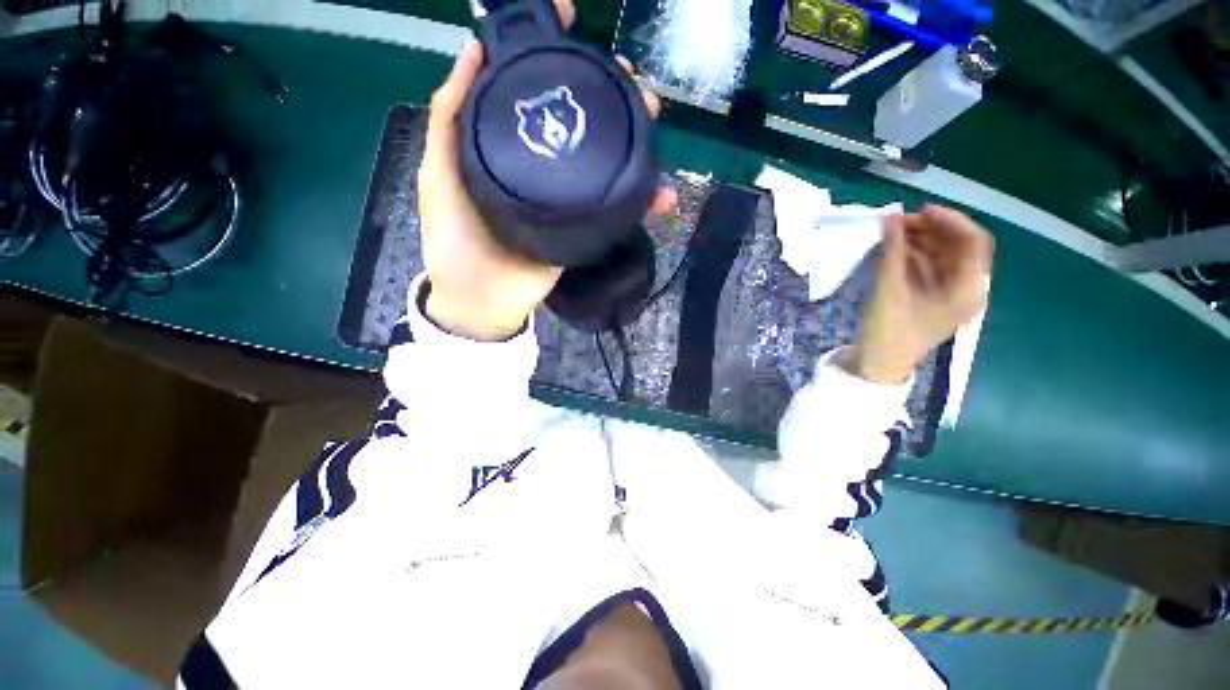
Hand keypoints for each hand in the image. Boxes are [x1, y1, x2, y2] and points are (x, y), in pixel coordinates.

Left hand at [418, 0, 674, 339]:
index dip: (554, 55)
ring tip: (653, 119)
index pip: (535, 91)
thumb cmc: (456, 240)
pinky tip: (660, 192)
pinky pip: (616, 206)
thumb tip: (472, 51)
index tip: (574, 22)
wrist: (487, 299)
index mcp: (508, 145)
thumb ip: (450, 118)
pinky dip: (641, 199)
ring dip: (632, 138)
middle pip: (579, 121)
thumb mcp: (439, 173)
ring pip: (603, 159)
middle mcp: (542, 163)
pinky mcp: (585, 226)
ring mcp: (567, 196)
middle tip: (633, 82)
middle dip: (607, 95)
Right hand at [854, 204, 994, 384]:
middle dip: (930, 230)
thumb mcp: (889, 291)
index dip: (950, 220)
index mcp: (968, 290)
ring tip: (891, 233)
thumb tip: (889, 218)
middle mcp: (966, 288)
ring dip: (919, 240)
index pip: (973, 242)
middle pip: (957, 246)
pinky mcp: (931, 297)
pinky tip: (892, 250)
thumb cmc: (889, 333)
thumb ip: (892, 253)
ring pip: (941, 255)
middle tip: (897, 222)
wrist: (879, 365)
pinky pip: (928, 267)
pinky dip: (912, 255)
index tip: (918, 210)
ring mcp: (949, 293)